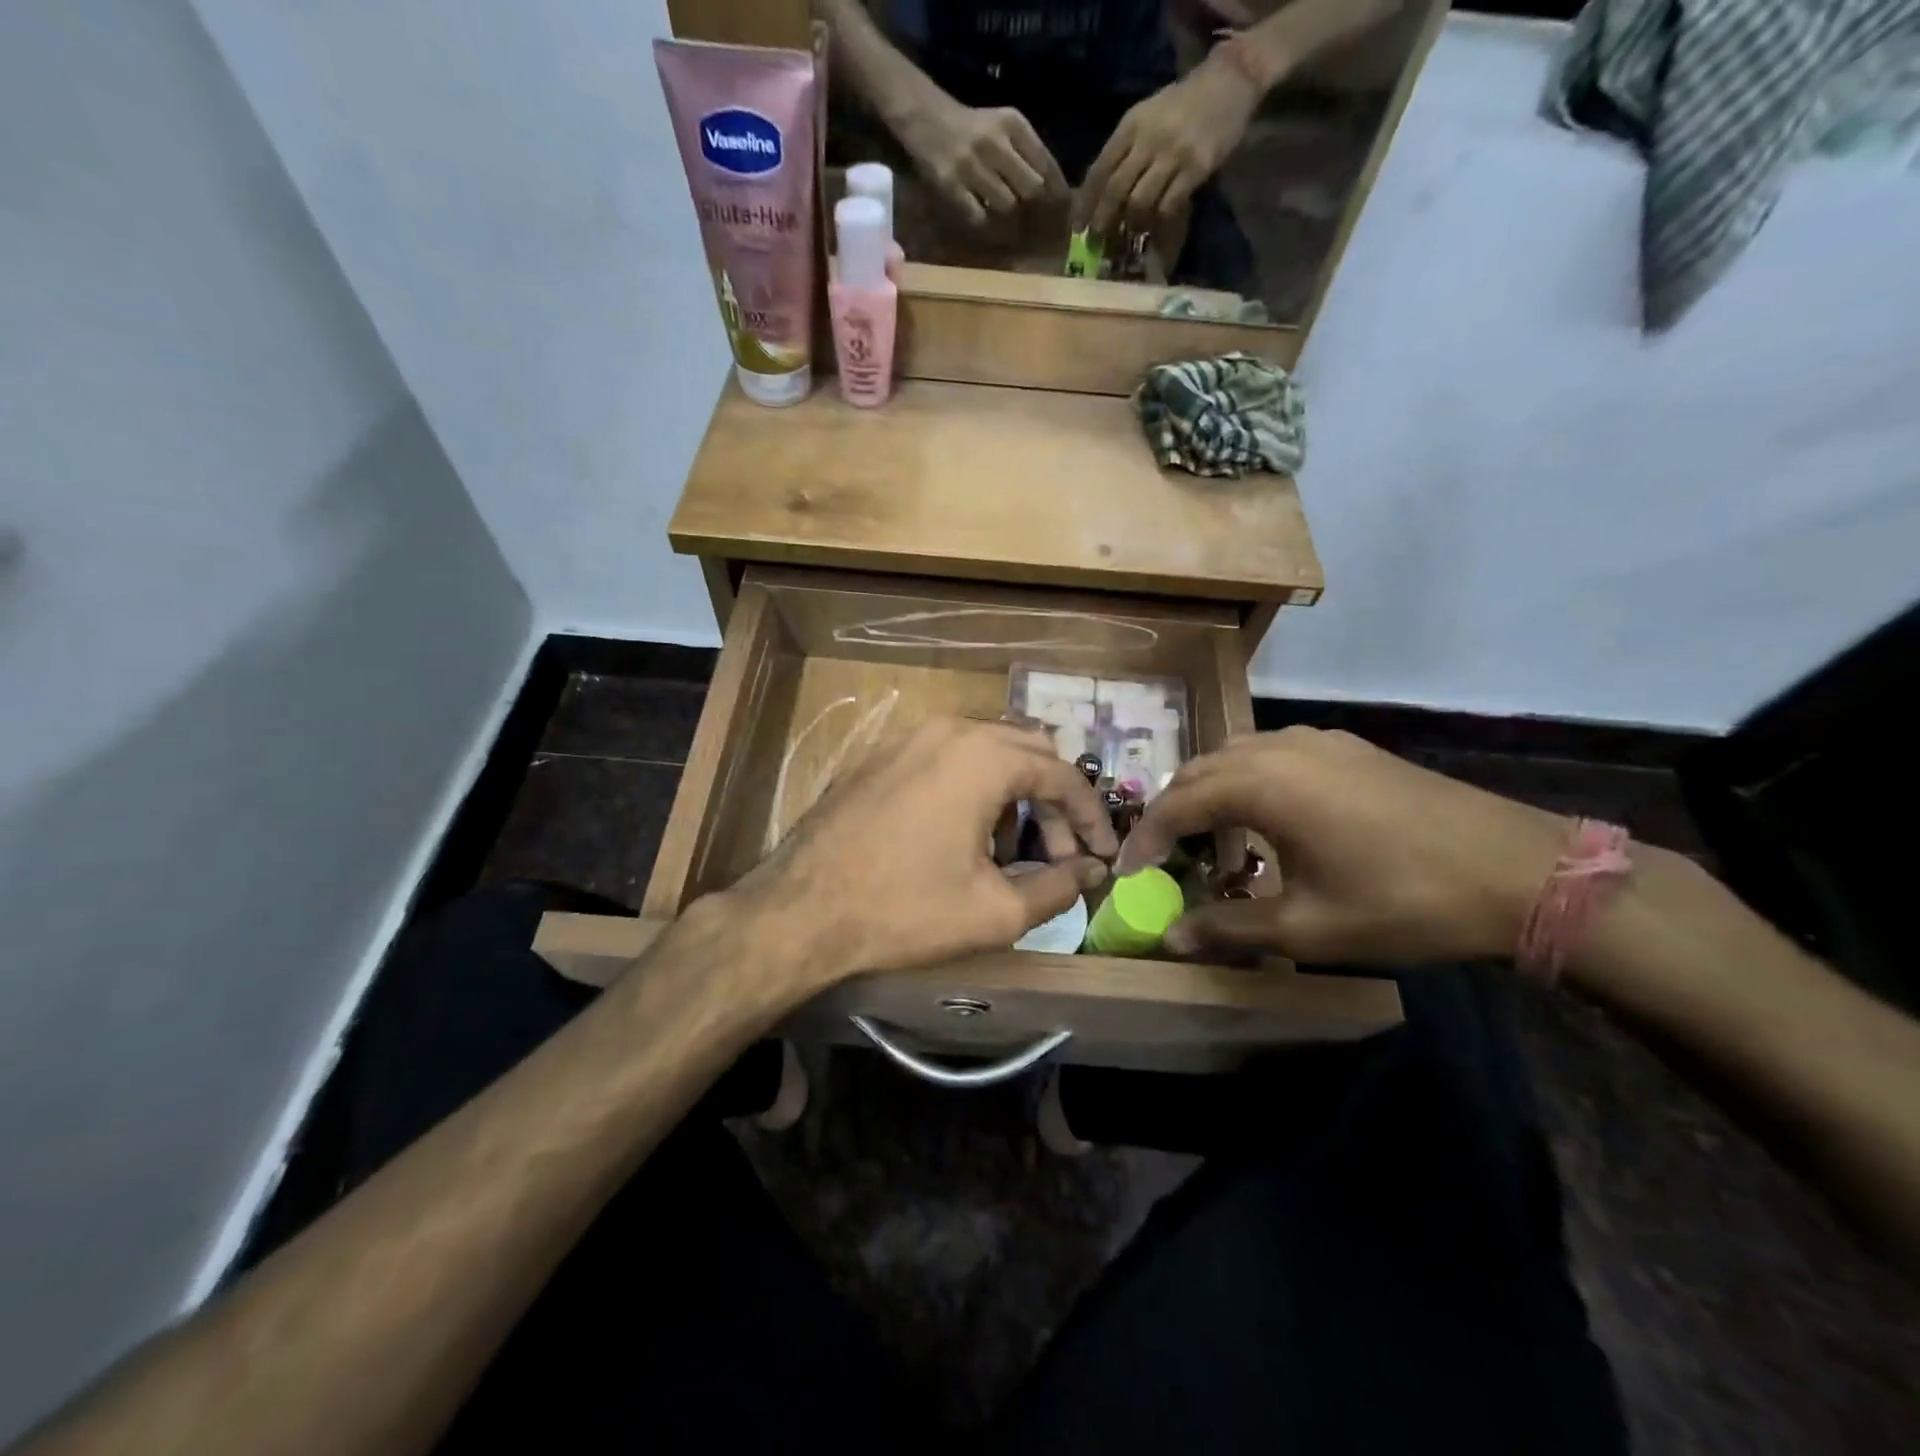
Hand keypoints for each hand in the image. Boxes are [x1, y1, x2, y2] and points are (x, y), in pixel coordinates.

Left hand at [723, 718, 1115, 986]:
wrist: (800, 910)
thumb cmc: (904, 910)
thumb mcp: (994, 911)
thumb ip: (1057, 887)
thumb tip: (1091, 871)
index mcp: (983, 757)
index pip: (1063, 775)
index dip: (1090, 818)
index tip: (1103, 855)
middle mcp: (949, 730)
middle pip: (1027, 752)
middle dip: (1053, 803)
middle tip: (1060, 854)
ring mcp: (907, 736)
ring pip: (986, 751)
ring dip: (1013, 794)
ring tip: (1009, 851)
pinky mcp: (880, 754)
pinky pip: (946, 757)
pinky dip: (973, 787)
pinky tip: (963, 835)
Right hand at [898, 94, 1067, 226]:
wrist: (927, 118)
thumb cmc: (973, 128)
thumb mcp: (1004, 127)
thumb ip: (1029, 153)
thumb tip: (1055, 193)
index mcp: (1013, 124)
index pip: (1046, 164)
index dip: (1057, 191)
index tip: (1063, 210)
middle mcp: (995, 142)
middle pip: (1031, 188)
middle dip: (1033, 205)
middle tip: (1032, 218)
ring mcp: (972, 165)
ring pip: (1007, 205)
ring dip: (1007, 213)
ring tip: (1000, 210)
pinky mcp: (952, 185)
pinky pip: (979, 217)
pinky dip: (984, 223)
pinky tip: (982, 216)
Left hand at [1078, 59, 1261, 237]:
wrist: (1229, 81)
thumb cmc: (1181, 105)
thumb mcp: (1146, 117)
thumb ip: (1125, 150)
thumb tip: (1101, 194)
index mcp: (1131, 124)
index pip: (1100, 168)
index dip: (1086, 202)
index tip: (1077, 226)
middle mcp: (1149, 139)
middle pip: (1116, 190)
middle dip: (1102, 220)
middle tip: (1096, 241)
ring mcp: (1173, 153)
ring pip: (1140, 201)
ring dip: (1130, 224)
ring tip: (1127, 236)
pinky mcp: (1196, 168)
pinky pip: (1169, 205)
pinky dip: (1158, 220)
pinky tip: (1155, 226)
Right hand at [1116, 728, 1568, 965]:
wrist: (1518, 870)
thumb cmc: (1403, 901)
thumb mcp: (1307, 927)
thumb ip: (1228, 928)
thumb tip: (1170, 938)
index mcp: (1261, 784)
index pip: (1176, 804)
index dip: (1146, 840)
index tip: (1127, 873)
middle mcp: (1279, 748)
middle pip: (1199, 771)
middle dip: (1171, 812)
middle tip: (1161, 857)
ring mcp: (1316, 741)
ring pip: (1234, 756)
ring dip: (1208, 792)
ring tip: (1206, 837)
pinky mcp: (1346, 747)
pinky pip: (1271, 753)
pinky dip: (1246, 780)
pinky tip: (1264, 816)